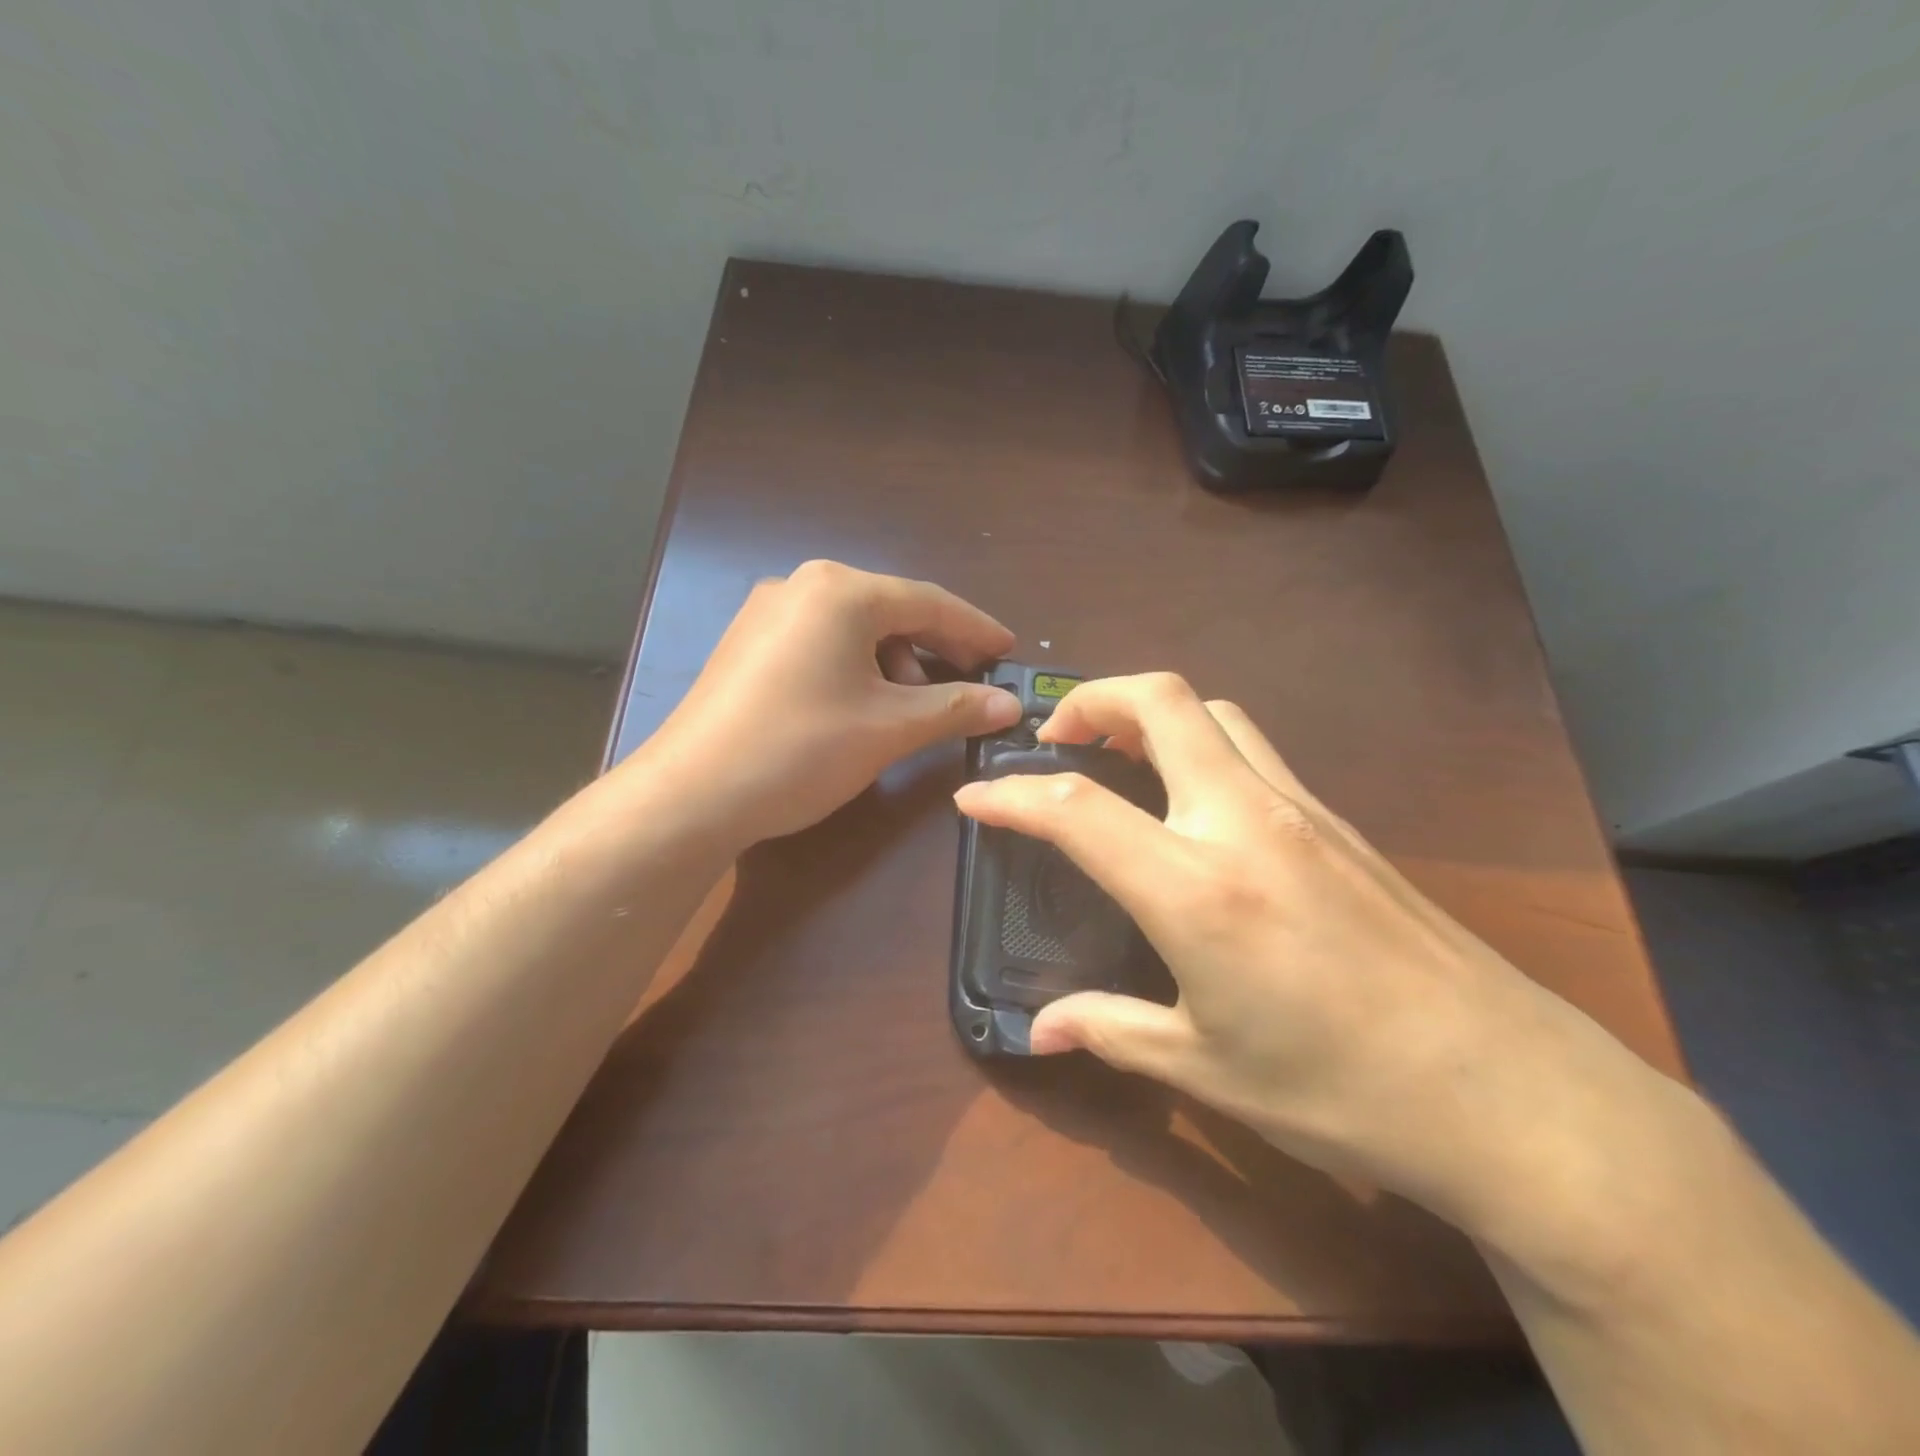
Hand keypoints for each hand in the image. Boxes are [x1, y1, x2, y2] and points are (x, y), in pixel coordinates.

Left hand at [635, 561, 1021, 846]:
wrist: (691, 795)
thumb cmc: (801, 749)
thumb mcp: (889, 728)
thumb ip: (955, 708)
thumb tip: (1008, 705)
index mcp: (839, 590)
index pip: (929, 602)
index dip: (976, 630)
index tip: (1010, 652)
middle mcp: (801, 586)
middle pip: (891, 611)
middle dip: (936, 649)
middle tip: (971, 685)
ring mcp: (767, 614)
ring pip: (855, 630)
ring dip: (896, 663)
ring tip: (913, 708)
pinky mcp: (748, 646)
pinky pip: (822, 645)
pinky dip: (857, 669)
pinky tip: (865, 706)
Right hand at [952, 673, 1658, 1231]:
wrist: (1508, 1091)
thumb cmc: (1340, 1088)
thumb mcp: (1207, 1067)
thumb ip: (1111, 1030)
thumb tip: (1041, 1031)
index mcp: (1196, 887)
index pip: (1077, 809)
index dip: (1012, 797)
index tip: (975, 799)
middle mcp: (1244, 821)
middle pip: (1161, 702)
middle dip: (1091, 699)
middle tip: (1056, 740)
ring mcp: (1301, 809)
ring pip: (1215, 712)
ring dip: (1153, 714)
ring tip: (1119, 758)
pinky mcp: (1340, 820)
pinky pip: (1254, 749)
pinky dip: (1202, 744)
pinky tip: (1194, 801)